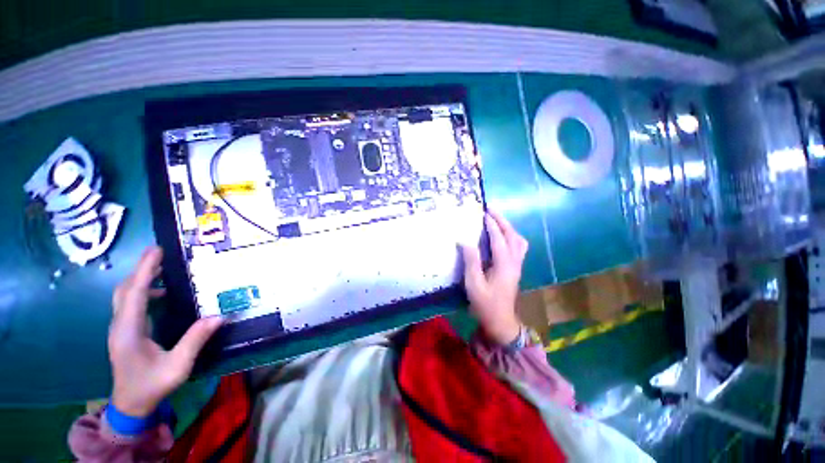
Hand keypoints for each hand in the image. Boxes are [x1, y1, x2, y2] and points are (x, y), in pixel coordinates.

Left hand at [108, 246, 222, 416]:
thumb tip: (219, 316)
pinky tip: (159, 293)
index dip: (145, 270)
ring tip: (162, 269)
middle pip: (125, 289)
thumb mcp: (178, 365)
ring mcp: (120, 328)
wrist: (130, 405)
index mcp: (130, 330)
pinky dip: (143, 291)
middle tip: (161, 254)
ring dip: (141, 279)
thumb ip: (195, 340)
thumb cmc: (152, 385)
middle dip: (142, 269)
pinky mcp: (124, 331)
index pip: (136, 292)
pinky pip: (130, 303)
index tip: (156, 250)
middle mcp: (120, 325)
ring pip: (125, 295)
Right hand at [461, 210, 528, 344]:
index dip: (491, 225)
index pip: (499, 239)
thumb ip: (471, 261)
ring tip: (496, 220)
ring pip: (518, 241)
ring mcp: (517, 265)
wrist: (501, 321)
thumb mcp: (474, 284)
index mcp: (504, 265)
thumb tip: (465, 241)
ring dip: (508, 228)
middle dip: (502, 221)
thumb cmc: (485, 303)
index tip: (483, 213)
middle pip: (512, 236)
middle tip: (491, 210)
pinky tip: (502, 237)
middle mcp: (514, 262)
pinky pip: (518, 247)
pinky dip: (511, 237)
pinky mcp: (516, 269)